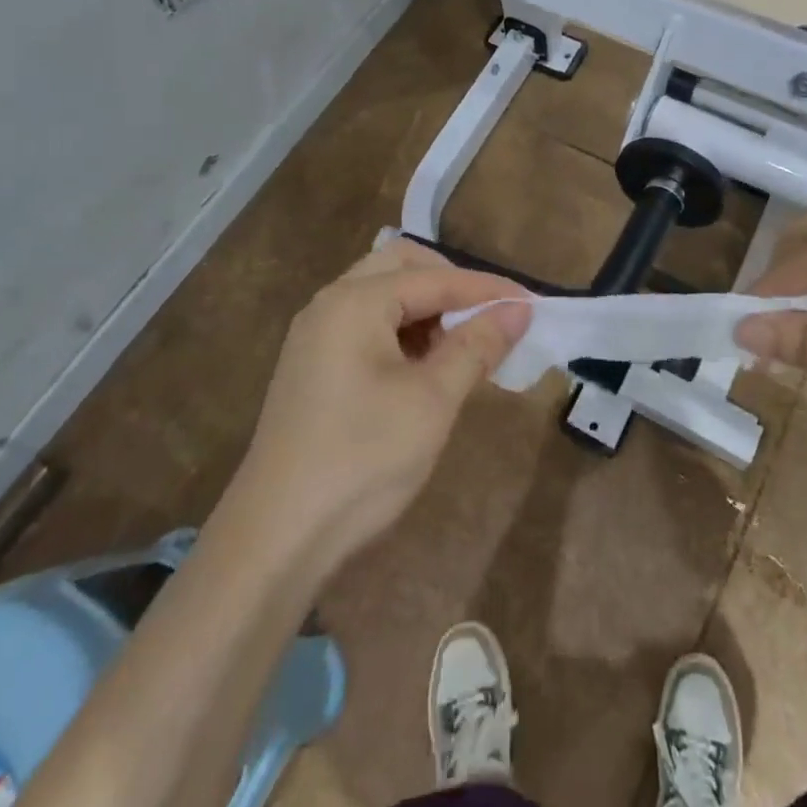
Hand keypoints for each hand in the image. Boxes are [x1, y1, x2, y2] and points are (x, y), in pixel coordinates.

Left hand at [225, 241, 531, 572]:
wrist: (275, 539)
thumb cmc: (362, 460)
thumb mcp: (432, 401)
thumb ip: (477, 346)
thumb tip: (518, 309)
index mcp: (355, 302)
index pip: (435, 278)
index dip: (486, 289)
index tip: (530, 304)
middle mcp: (329, 304)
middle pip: (401, 266)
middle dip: (449, 284)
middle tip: (486, 316)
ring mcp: (315, 335)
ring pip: (382, 295)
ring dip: (425, 308)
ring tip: (459, 348)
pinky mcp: (311, 366)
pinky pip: (365, 325)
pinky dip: (401, 331)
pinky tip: (422, 369)